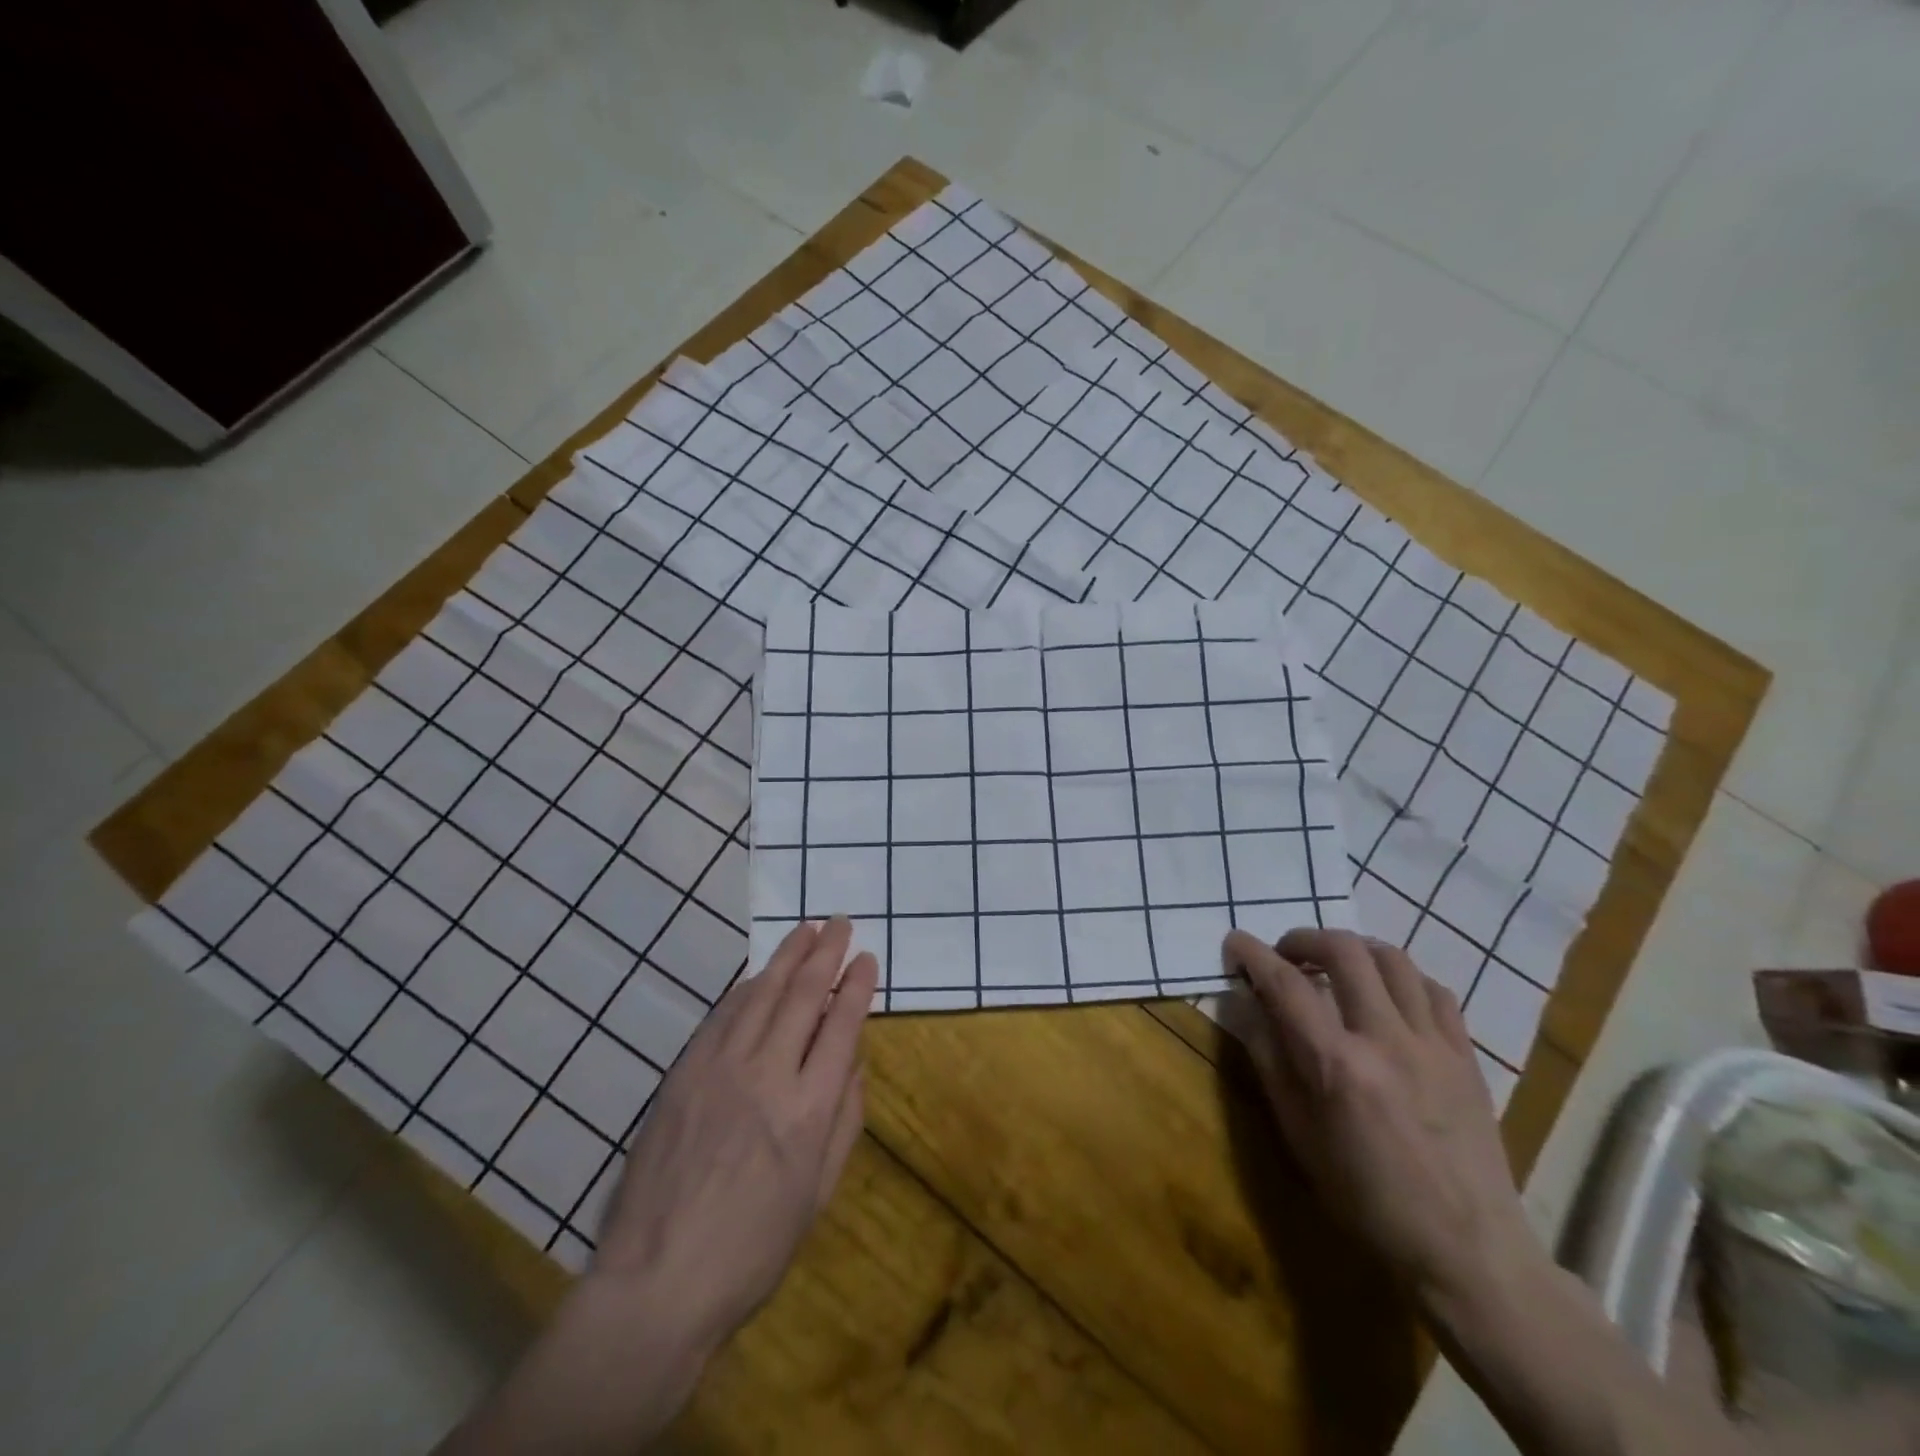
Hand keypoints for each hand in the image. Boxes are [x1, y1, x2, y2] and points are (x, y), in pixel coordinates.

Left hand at [436, 920, 876, 1455]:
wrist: (656, 1282)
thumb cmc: (751, 1251)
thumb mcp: (818, 1196)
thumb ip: (844, 1121)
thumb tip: (855, 1062)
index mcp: (809, 1110)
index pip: (841, 1025)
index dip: (856, 986)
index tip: (866, 958)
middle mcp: (768, 1075)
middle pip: (803, 995)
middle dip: (826, 953)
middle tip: (841, 923)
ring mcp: (720, 1068)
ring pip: (761, 994)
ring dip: (787, 957)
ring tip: (806, 930)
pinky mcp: (684, 1073)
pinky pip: (721, 1016)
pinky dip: (746, 988)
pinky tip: (758, 974)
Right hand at [1225, 926, 1532, 1305]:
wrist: (1468, 1251)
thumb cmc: (1367, 1200)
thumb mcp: (1299, 1136)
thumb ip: (1270, 1061)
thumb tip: (1247, 1006)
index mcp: (1336, 1065)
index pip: (1285, 984)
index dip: (1253, 954)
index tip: (1235, 941)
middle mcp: (1385, 1040)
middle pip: (1343, 951)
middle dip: (1304, 939)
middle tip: (1286, 955)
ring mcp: (1433, 1044)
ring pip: (1393, 958)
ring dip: (1354, 949)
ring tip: (1335, 965)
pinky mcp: (1466, 1055)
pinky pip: (1434, 989)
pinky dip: (1401, 977)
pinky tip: (1387, 994)